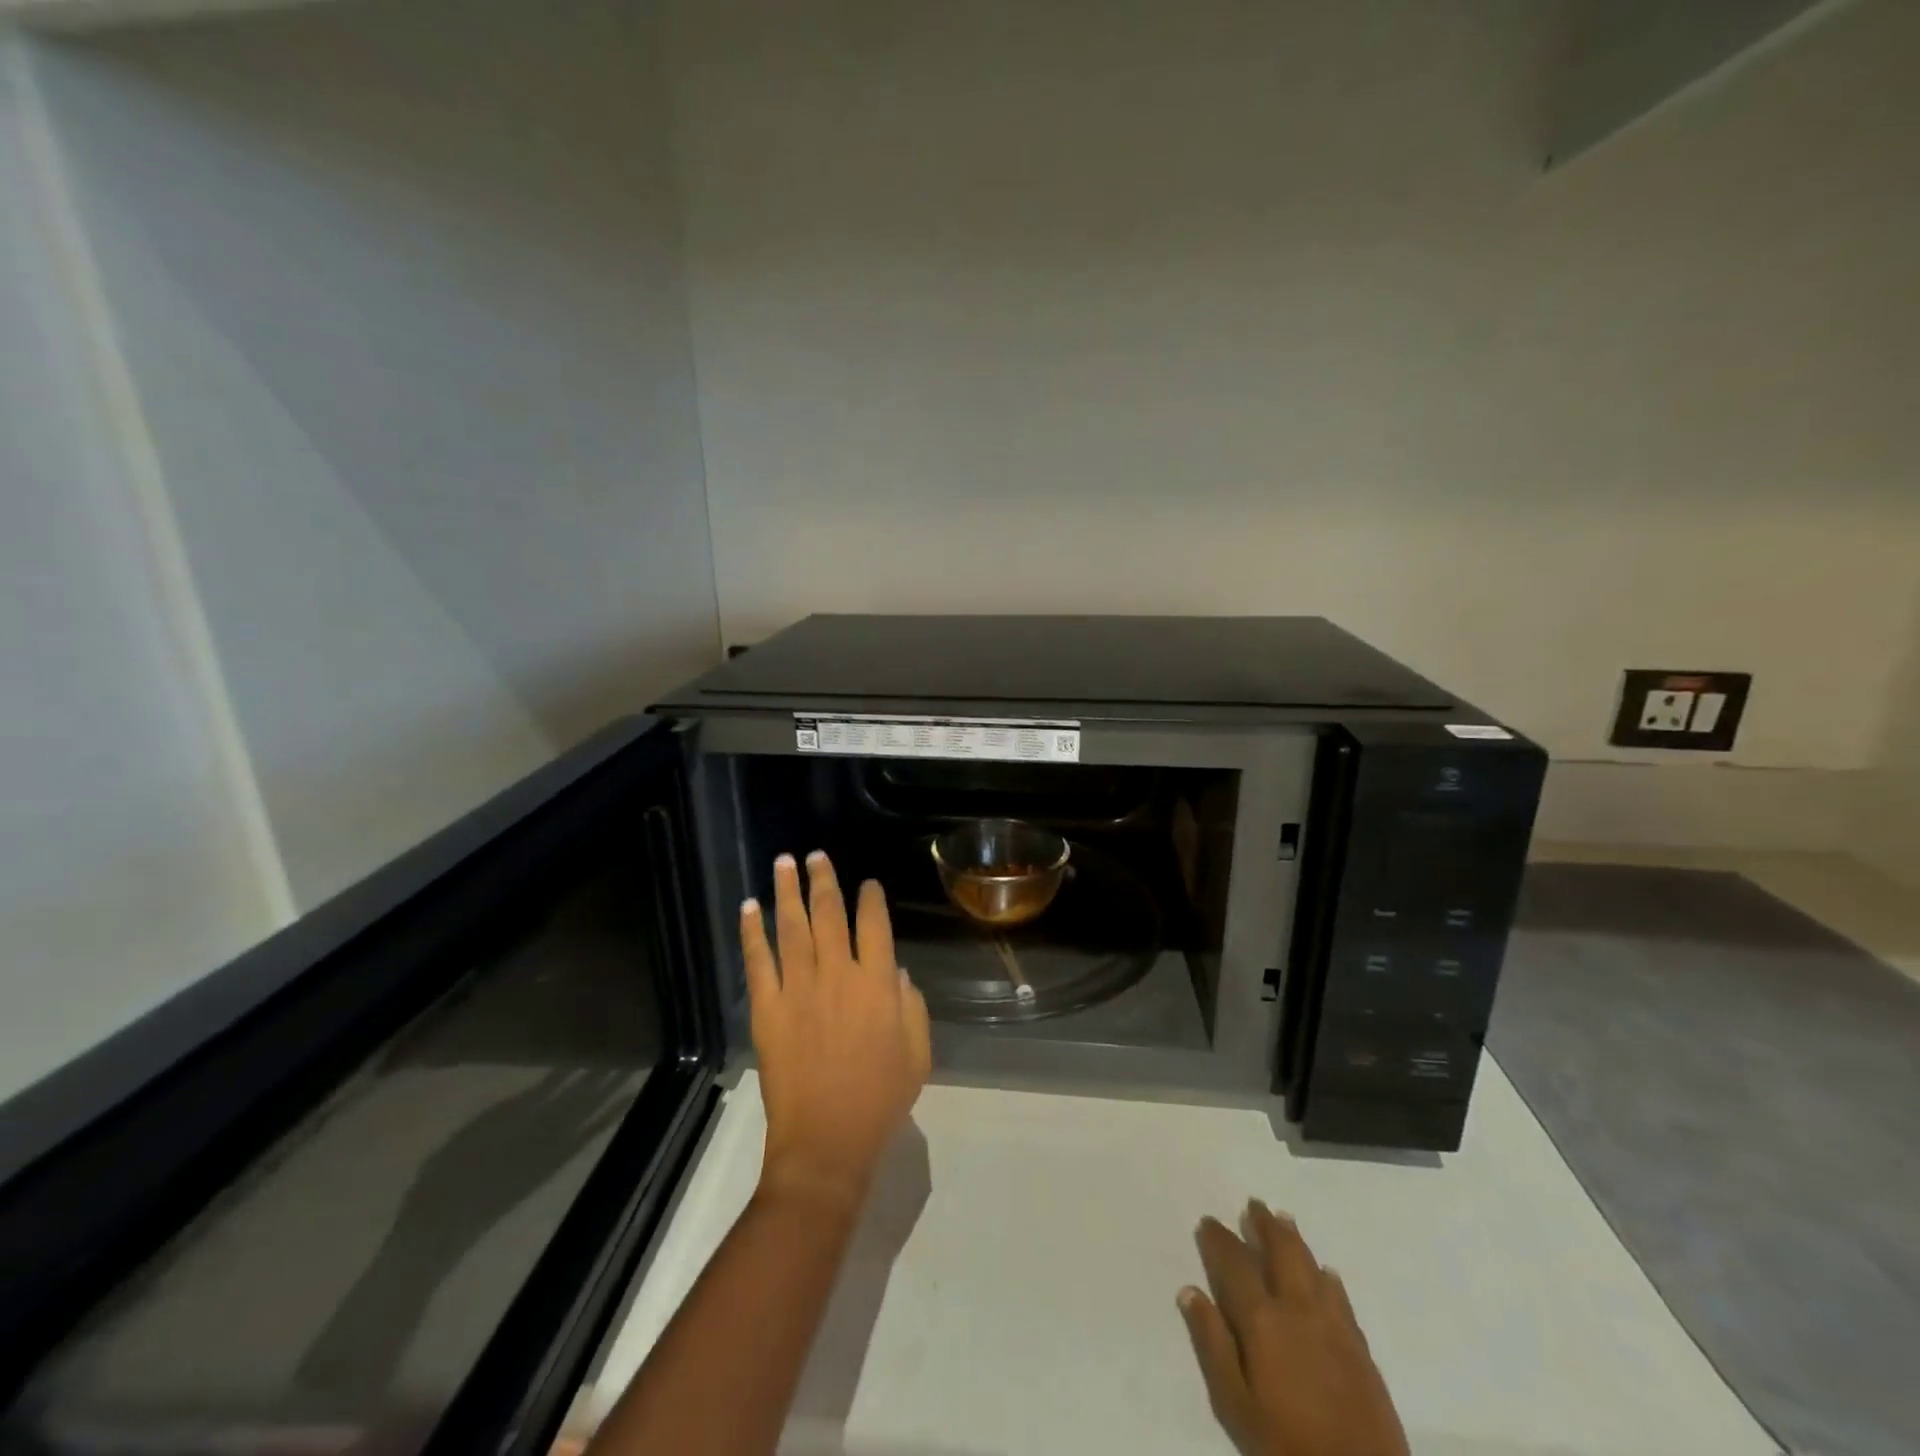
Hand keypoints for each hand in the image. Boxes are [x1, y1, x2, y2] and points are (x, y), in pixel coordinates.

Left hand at [742, 851, 932, 1213]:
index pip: (874, 925)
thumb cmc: (880, 1099)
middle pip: (829, 914)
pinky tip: (749, 907)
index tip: (868, 883)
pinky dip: (752, 932)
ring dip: (787, 891)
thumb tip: (895, 972)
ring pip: (792, 926)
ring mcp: (799, 988)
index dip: (871, 898)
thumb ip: (911, 1006)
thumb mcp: (917, 1053)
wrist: (827, 1141)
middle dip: (824, 880)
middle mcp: (837, 974)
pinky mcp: (768, 1007)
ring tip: (784, 862)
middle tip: (816, 855)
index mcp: (877, 984)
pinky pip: (758, 960)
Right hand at [1179, 1201, 1408, 1455]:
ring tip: (1284, 1219)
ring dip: (1295, 1240)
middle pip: (1280, 1252)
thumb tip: (1190, 1291)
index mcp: (1262, 1319)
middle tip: (1253, 1204)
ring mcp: (1333, 1325)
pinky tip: (1326, 1272)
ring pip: (1311, 1266)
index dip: (1219, 1240)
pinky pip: (1340, 1297)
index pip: (1235, 1264)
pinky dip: (1327, 1277)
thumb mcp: (1235, 1403)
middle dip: (1263, 1225)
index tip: (1208, 1221)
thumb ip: (1212, 1344)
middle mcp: (1298, 1309)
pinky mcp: (1360, 1347)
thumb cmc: (1286, 1444)